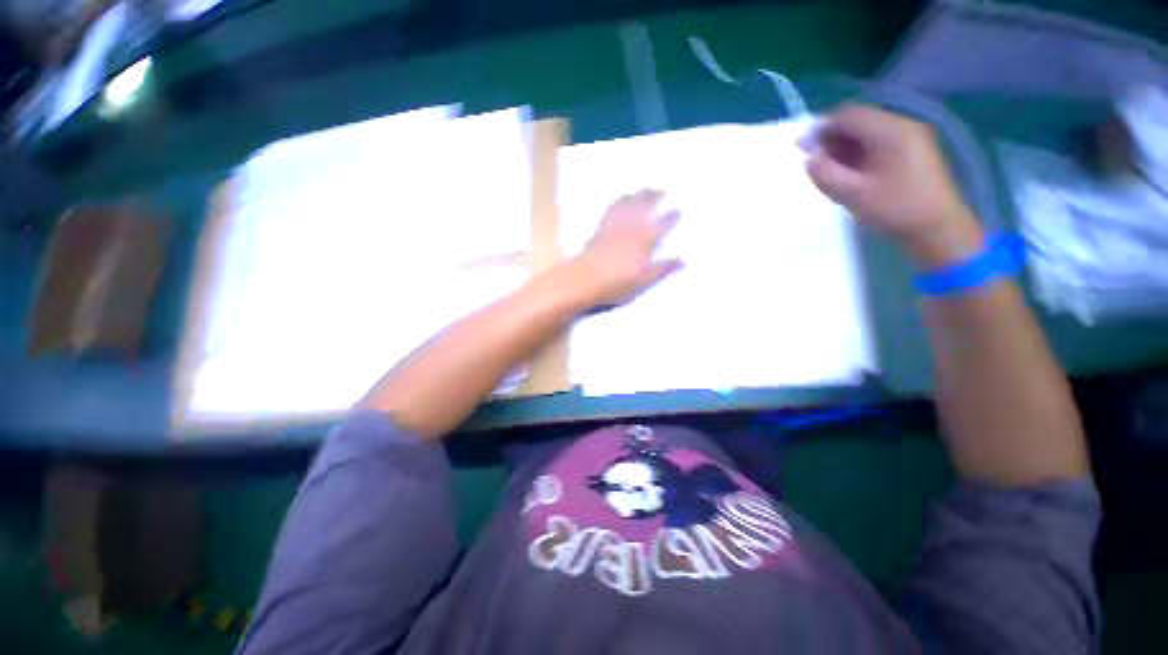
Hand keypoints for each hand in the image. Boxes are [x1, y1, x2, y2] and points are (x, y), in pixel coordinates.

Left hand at [567, 190, 682, 307]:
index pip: (662, 225)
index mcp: (645, 241)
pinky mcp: (601, 227)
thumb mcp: (643, 281)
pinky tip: (621, 199)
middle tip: (662, 190)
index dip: (671, 217)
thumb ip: (662, 269)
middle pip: (645, 208)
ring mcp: (615, 226)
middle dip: (655, 197)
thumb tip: (682, 261)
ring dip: (638, 195)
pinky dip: (620, 201)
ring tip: (645, 189)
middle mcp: (632, 228)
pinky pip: (613, 208)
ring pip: (629, 204)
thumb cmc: (617, 283)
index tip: (678, 209)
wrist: (585, 279)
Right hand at [804, 104, 983, 267]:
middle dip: (831, 138)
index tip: (801, 147)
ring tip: (826, 169)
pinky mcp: (911, 152)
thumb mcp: (853, 194)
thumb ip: (825, 174)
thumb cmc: (895, 210)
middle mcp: (903, 127)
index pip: (849, 115)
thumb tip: (808, 160)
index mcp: (892, 131)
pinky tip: (847, 171)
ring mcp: (910, 139)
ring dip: (843, 147)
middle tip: (812, 160)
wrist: (938, 229)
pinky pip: (877, 143)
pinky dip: (857, 153)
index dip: (821, 128)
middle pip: (859, 121)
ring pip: (867, 133)